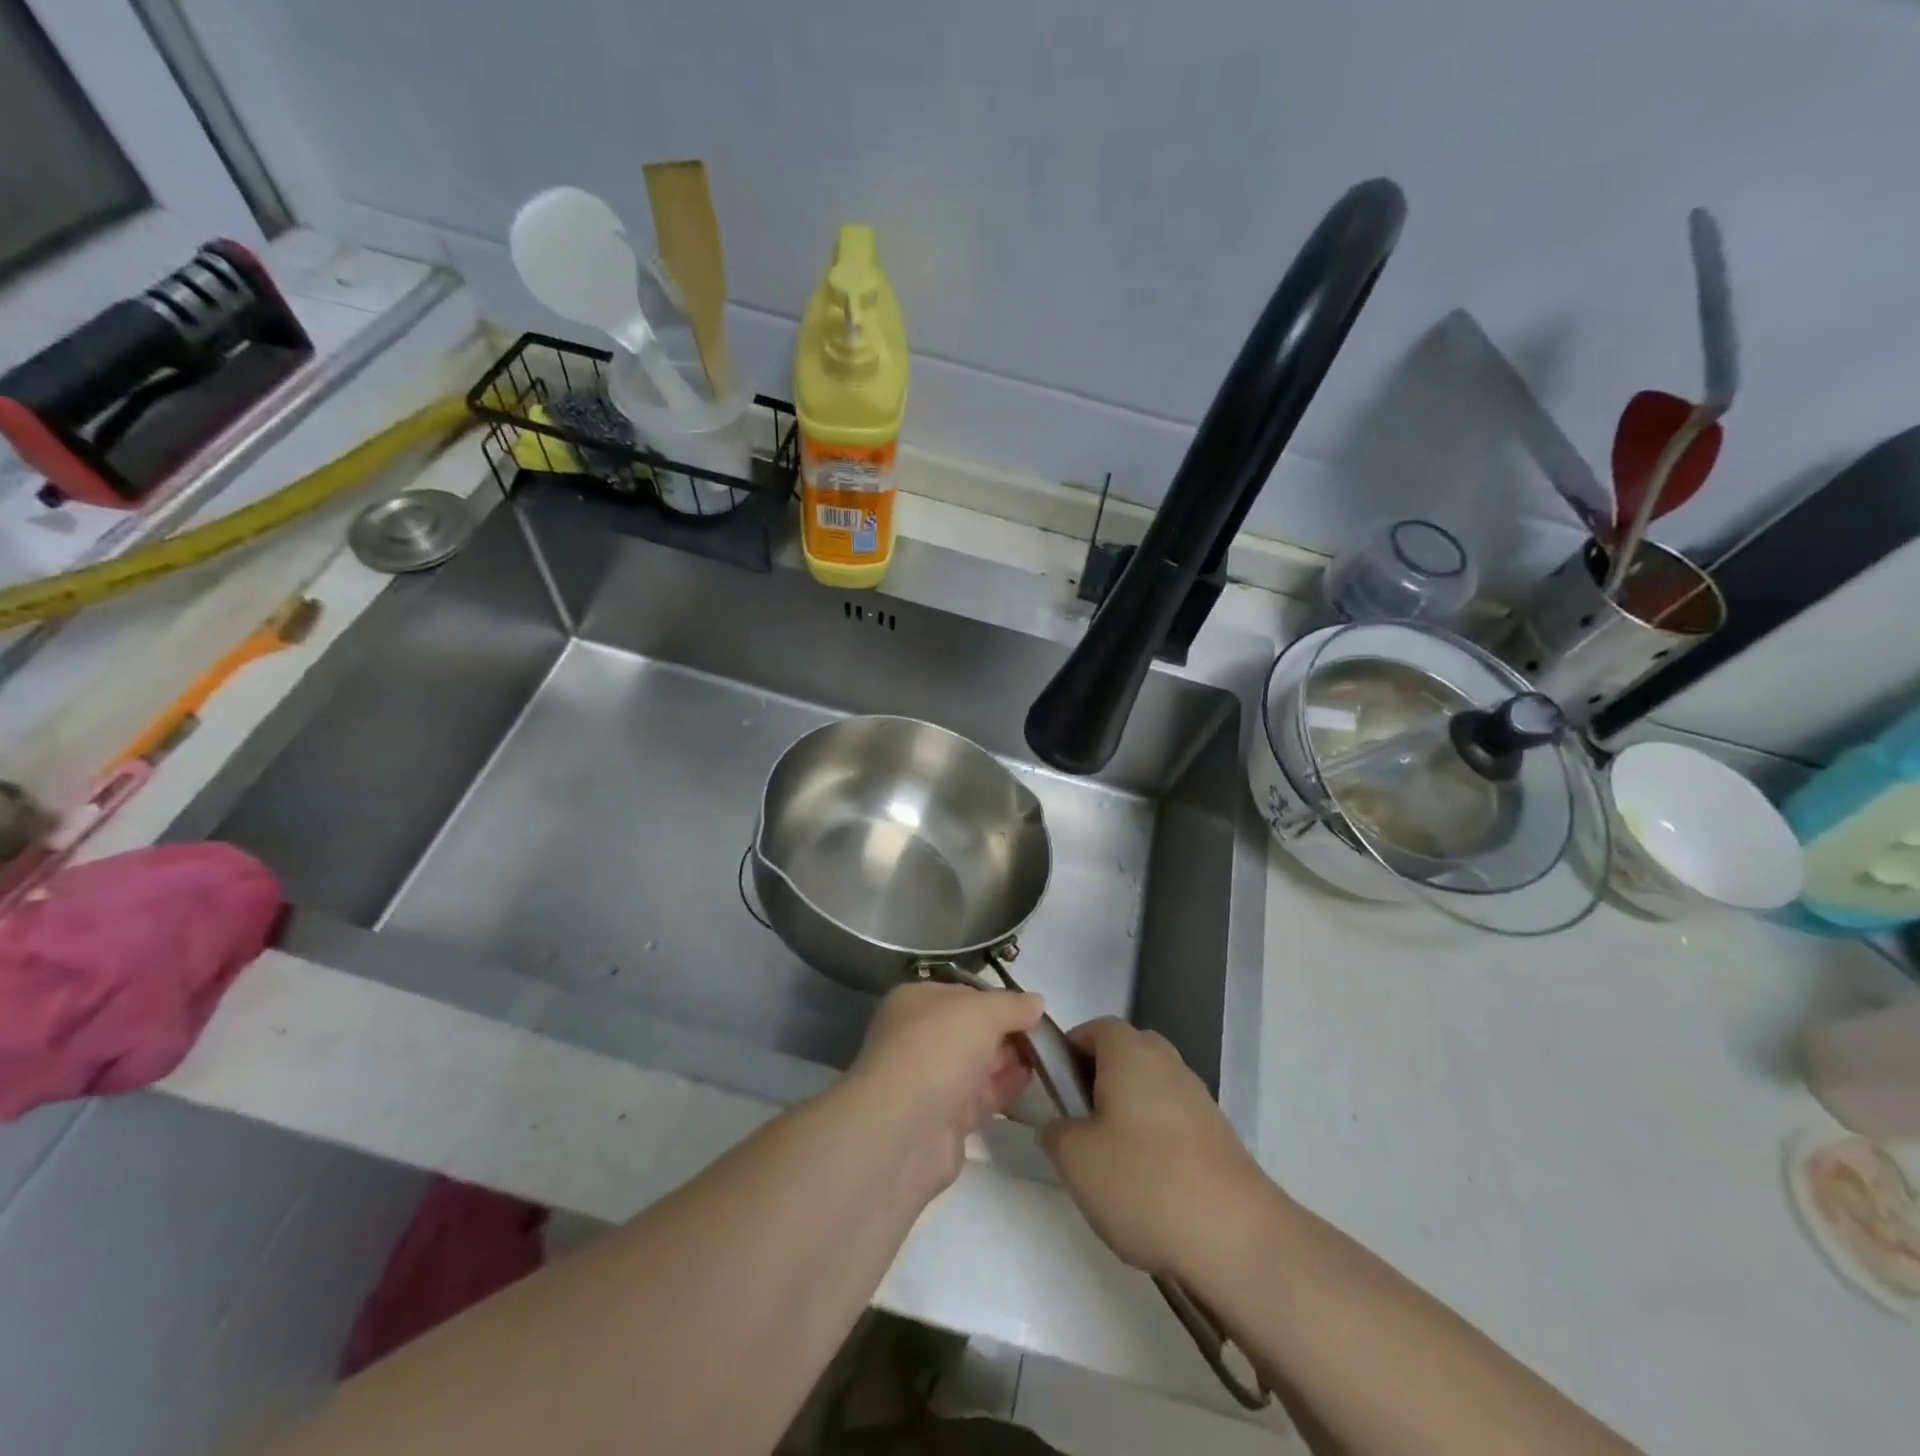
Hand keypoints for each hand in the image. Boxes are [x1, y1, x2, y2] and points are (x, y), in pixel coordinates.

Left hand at [844, 982, 1045, 1197]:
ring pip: (977, 1064)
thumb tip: (1037, 1002)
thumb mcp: (982, 1012)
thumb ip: (1012, 1005)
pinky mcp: (943, 1119)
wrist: (904, 1130)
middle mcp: (919, 1038)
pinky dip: (1004, 1088)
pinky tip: (1031, 1081)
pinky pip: (980, 1097)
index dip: (997, 999)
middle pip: (971, 1030)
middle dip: (1006, 1031)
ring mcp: (930, 1080)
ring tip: (1049, 1058)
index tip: (1032, 1009)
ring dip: (1009, 1060)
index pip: (963, 993)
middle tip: (1047, 1037)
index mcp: (916, 1002)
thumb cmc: (938, 1050)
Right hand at [1041, 1017, 1272, 1278]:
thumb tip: (1061, 1126)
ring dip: (1125, 1113)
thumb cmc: (1144, 1182)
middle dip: (1096, 1083)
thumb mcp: (1075, 1159)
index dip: (1067, 1053)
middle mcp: (1166, 1061)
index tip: (1053, 1093)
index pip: (1092, 1029)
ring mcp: (1197, 1096)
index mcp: (1130, 1051)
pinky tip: (1148, 1186)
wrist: (1237, 1238)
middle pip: (1122, 1055)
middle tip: (1078, 1127)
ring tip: (1111, 1165)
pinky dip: (1154, 1139)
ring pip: (1148, 1089)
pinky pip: (1171, 1119)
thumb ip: (1055, 1131)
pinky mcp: (1217, 1133)